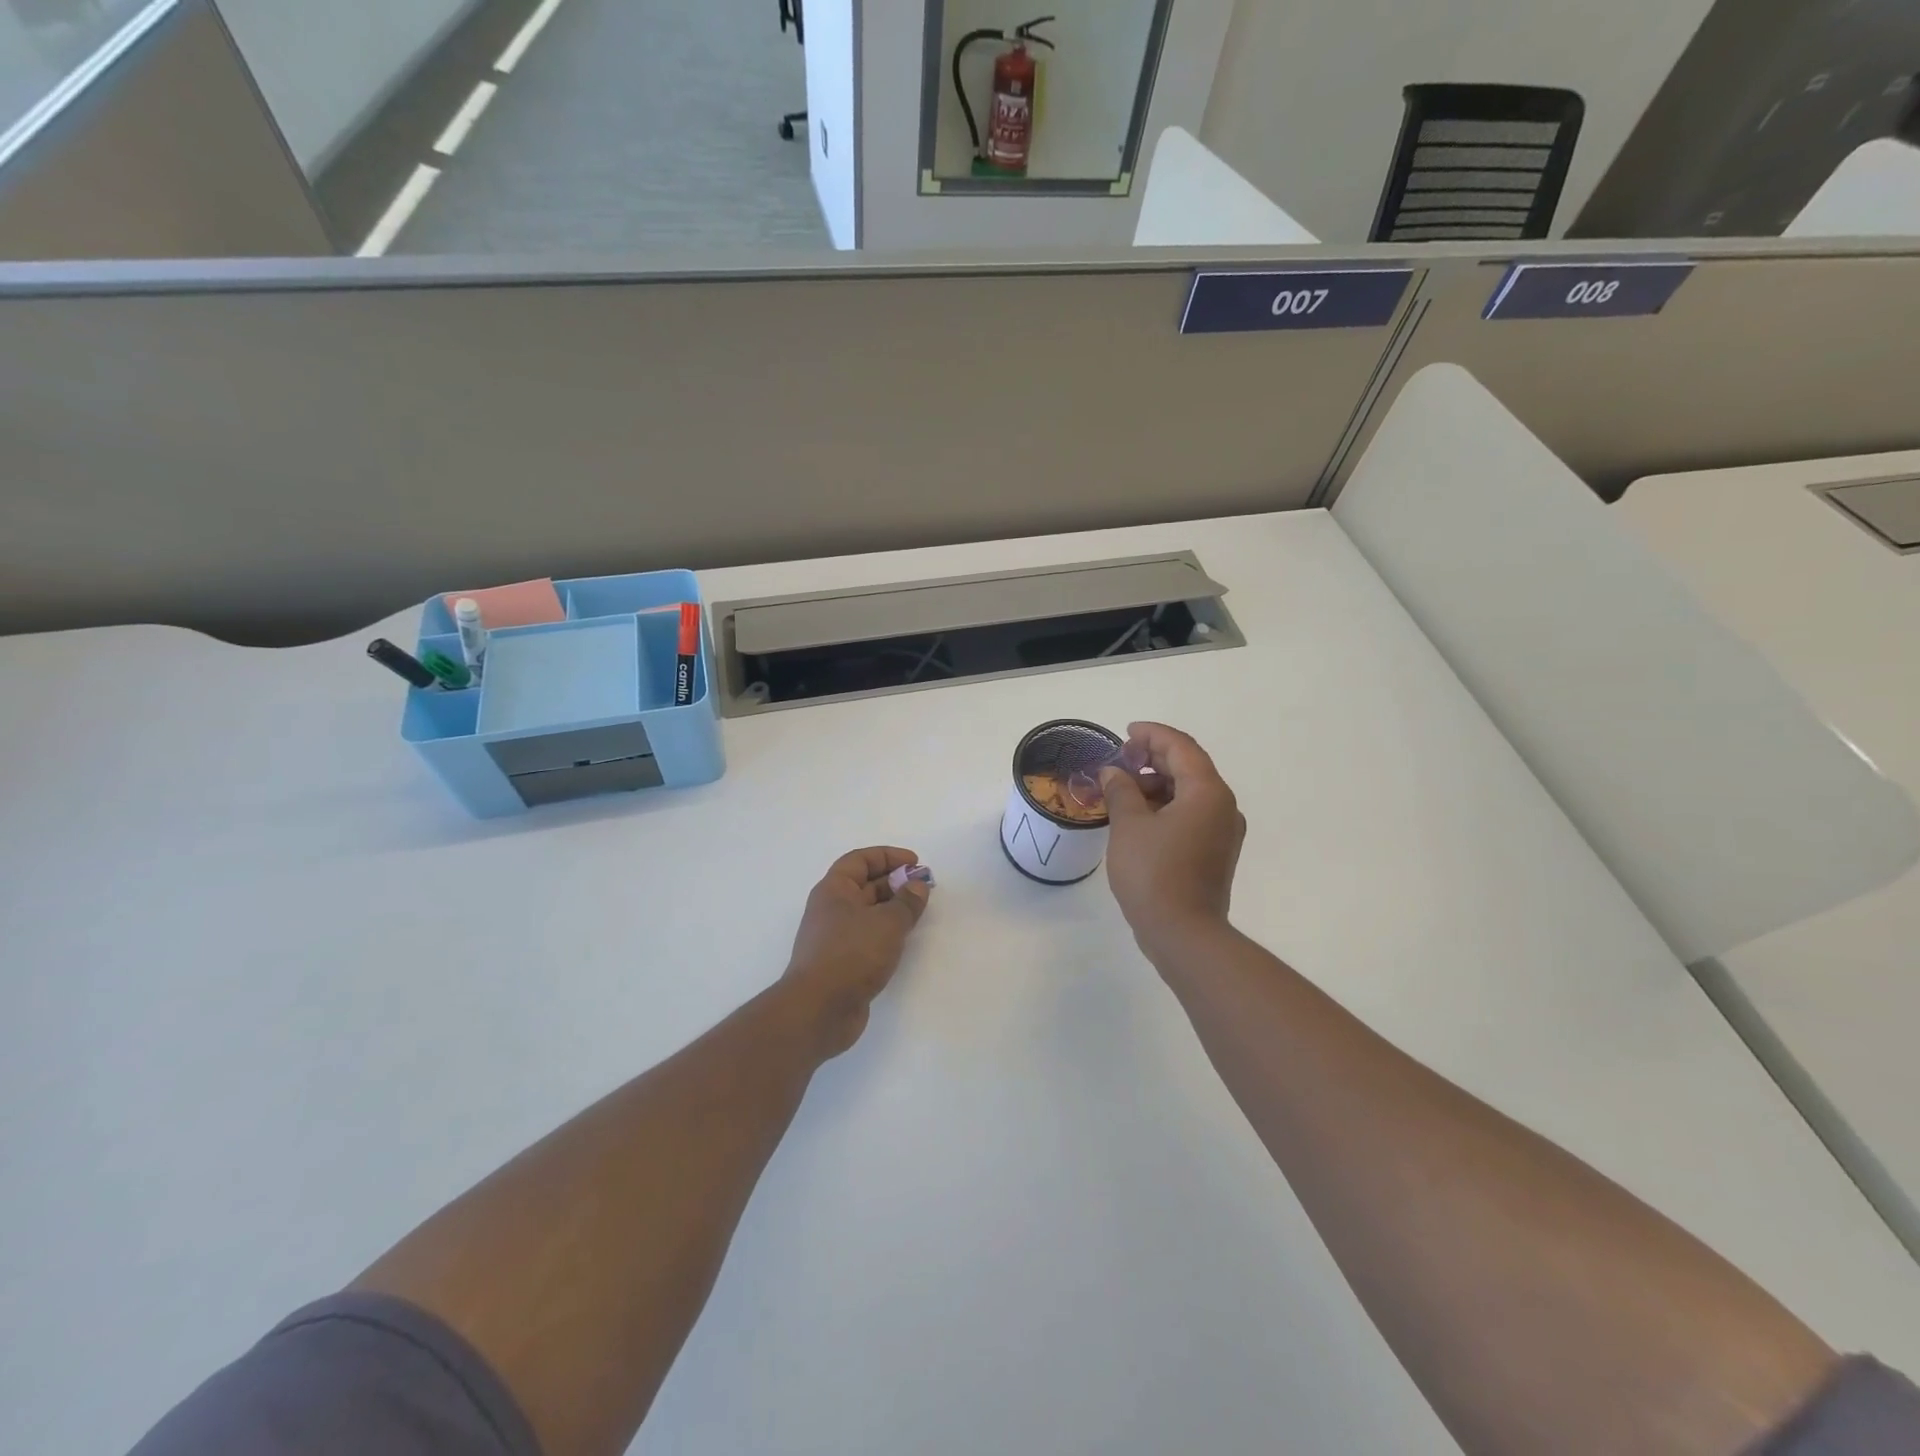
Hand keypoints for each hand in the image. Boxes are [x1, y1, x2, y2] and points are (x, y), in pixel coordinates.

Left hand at [781, 847, 931, 1057]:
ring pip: (868, 913)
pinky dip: (886, 933)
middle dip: (895, 882)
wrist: (818, 1010)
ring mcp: (835, 937)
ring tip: (919, 913)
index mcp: (834, 890)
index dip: (888, 856)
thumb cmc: (851, 954)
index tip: (915, 863)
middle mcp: (831, 909)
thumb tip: (917, 886)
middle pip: (865, 885)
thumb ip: (907, 902)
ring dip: (893, 909)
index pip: (860, 860)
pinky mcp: (842, 963)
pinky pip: (868, 937)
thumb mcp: (887, 923)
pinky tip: (904, 940)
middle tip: (924, 888)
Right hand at [1100, 722, 1244, 958]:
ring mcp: (1222, 832)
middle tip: (1119, 763)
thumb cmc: (1154, 873)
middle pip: (1188, 767)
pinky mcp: (1215, 853)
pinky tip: (1137, 818)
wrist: (1184, 934)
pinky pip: (1190, 815)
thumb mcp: (1129, 825)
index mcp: (1207, 792)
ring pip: (1189, 793)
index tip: (1125, 733)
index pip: (1181, 747)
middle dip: (1152, 759)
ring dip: (1157, 785)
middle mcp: (1223, 806)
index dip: (1152, 734)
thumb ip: (1121, 790)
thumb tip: (1114, 773)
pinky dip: (1165, 808)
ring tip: (1121, 793)